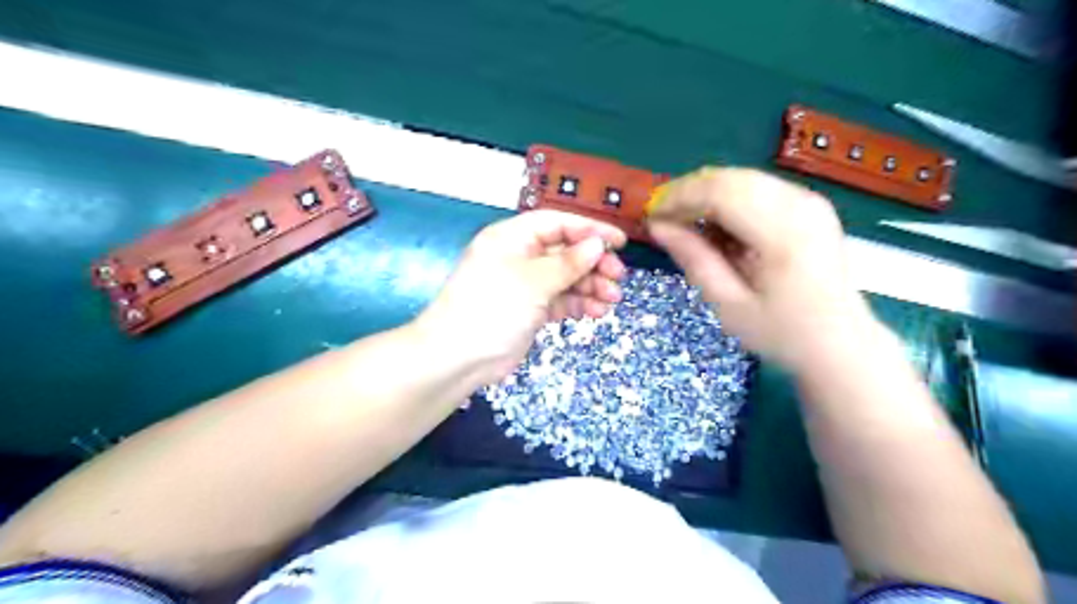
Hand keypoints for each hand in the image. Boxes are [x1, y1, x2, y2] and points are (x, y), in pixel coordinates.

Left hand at [415, 211, 627, 384]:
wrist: (459, 358)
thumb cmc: (493, 307)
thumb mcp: (534, 281)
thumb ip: (568, 262)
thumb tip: (597, 244)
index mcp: (512, 238)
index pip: (556, 223)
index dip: (589, 229)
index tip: (619, 242)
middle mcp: (519, 256)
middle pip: (564, 251)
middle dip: (593, 263)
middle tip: (617, 277)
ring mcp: (524, 285)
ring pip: (565, 278)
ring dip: (590, 286)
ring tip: (612, 299)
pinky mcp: (529, 310)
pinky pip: (559, 300)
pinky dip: (577, 304)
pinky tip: (596, 312)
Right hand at [642, 167, 877, 370]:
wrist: (840, 342)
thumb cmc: (781, 332)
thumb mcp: (728, 304)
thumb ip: (694, 259)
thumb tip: (658, 226)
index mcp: (783, 233)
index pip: (720, 193)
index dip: (679, 198)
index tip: (651, 216)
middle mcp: (800, 205)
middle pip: (730, 178)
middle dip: (688, 192)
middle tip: (662, 218)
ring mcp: (809, 200)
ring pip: (742, 177)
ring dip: (706, 193)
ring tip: (683, 221)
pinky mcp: (809, 204)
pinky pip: (757, 187)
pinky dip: (728, 198)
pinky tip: (715, 223)